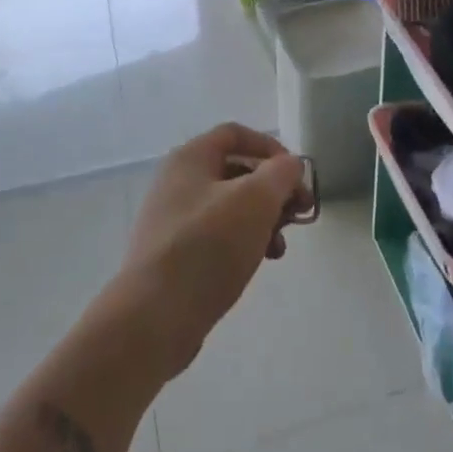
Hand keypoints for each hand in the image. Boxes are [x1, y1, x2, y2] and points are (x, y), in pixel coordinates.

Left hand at [117, 124, 310, 378]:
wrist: (153, 318)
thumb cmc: (208, 245)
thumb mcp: (257, 199)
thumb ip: (281, 173)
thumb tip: (289, 166)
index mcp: (191, 158)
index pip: (236, 133)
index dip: (271, 147)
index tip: (295, 175)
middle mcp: (177, 182)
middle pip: (235, 171)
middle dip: (272, 190)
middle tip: (298, 214)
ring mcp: (172, 220)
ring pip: (229, 207)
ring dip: (262, 220)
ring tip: (279, 247)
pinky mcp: (173, 255)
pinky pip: (216, 236)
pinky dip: (242, 243)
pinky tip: (258, 263)